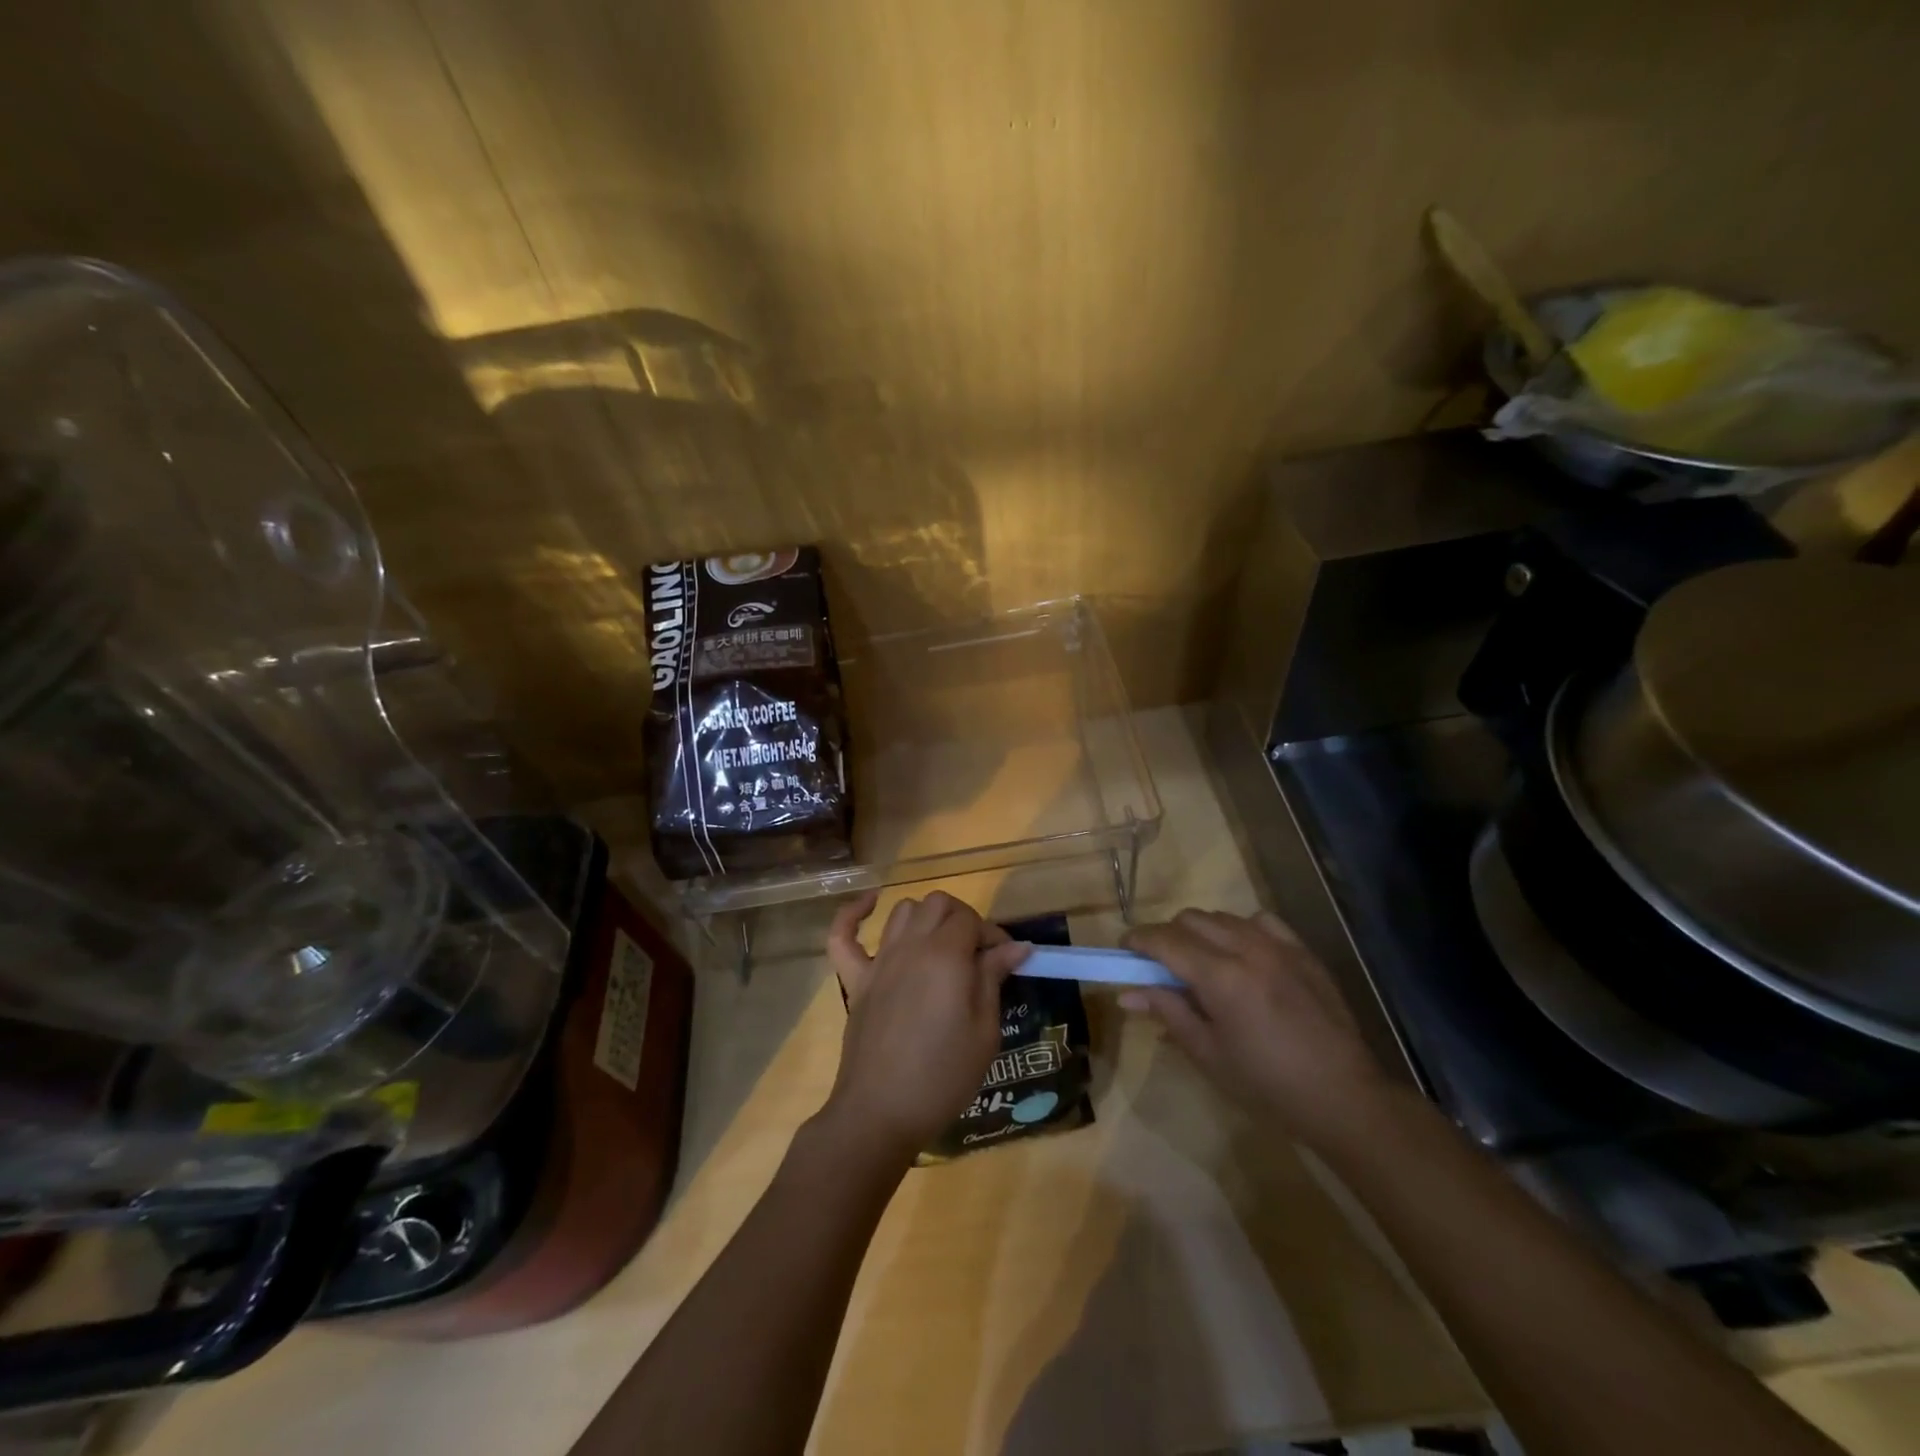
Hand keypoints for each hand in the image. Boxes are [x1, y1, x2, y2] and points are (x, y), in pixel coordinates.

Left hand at [821, 890, 1029, 1162]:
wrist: (880, 1112)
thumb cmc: (942, 1075)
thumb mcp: (984, 1031)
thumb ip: (994, 978)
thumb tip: (1016, 945)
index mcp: (946, 956)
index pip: (972, 919)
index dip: (993, 934)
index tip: (1006, 961)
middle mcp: (911, 946)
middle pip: (938, 904)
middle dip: (963, 919)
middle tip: (976, 955)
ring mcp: (878, 961)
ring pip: (901, 911)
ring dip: (924, 917)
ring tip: (939, 944)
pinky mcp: (855, 980)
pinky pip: (843, 936)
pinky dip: (853, 914)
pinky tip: (869, 905)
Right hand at [1121, 909, 1391, 1147]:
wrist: (1343, 1098)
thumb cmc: (1267, 1085)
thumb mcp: (1208, 1054)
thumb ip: (1168, 1013)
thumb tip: (1128, 993)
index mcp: (1221, 978)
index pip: (1165, 941)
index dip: (1138, 940)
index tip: (1123, 951)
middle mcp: (1248, 949)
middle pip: (1191, 919)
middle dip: (1168, 935)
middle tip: (1161, 966)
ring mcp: (1279, 946)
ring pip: (1224, 917)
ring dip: (1202, 932)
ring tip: (1201, 963)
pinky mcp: (1303, 952)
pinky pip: (1261, 921)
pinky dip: (1241, 929)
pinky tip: (1242, 954)